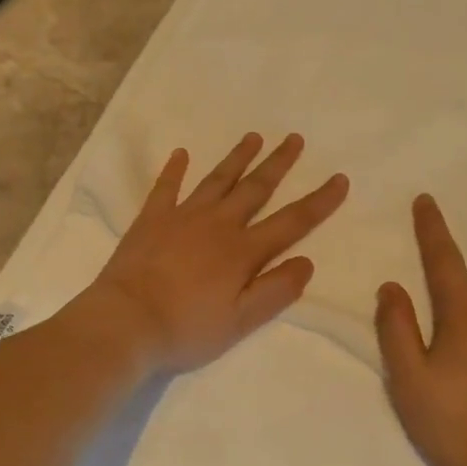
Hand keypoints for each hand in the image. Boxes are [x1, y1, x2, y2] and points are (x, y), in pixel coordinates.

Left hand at [84, 133, 348, 373]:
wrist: (126, 321)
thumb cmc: (186, 328)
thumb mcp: (241, 322)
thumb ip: (276, 291)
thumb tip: (307, 261)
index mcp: (243, 251)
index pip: (291, 222)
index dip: (319, 201)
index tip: (340, 178)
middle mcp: (217, 225)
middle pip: (255, 188)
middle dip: (278, 163)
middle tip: (295, 138)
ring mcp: (182, 217)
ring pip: (217, 180)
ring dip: (237, 158)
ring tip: (254, 137)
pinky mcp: (151, 219)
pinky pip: (166, 187)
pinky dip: (174, 169)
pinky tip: (181, 153)